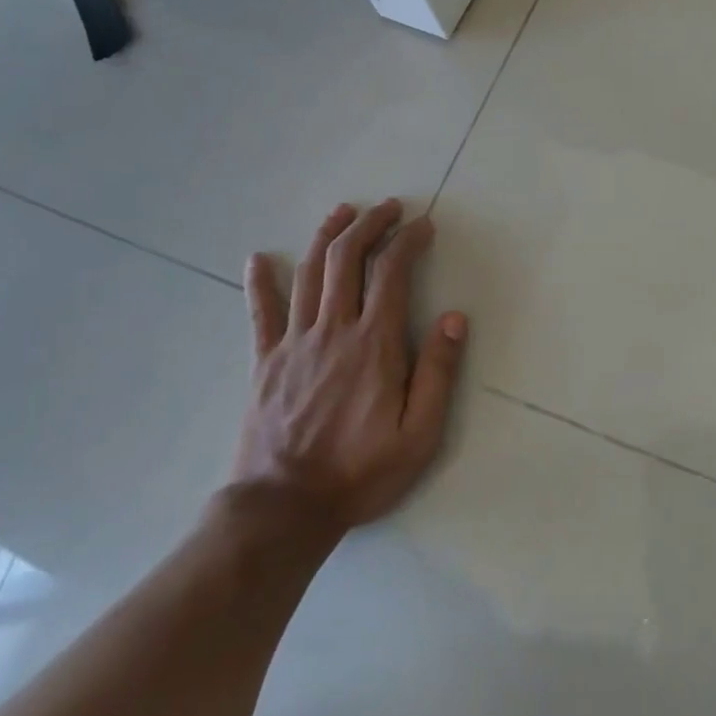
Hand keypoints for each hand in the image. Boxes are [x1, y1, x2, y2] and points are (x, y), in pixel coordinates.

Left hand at [231, 200, 467, 536]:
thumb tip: (455, 318)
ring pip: (309, 273)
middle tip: (388, 207)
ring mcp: (294, 342)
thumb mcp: (420, 432)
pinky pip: (261, 312)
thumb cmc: (361, 471)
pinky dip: (261, 281)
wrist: (284, 508)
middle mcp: (334, 330)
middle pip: (347, 259)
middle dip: (369, 224)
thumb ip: (439, 372)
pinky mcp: (265, 361)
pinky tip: (259, 258)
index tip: (423, 225)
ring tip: (343, 212)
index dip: (408, 240)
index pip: (392, 272)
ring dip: (327, 235)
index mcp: (375, 344)